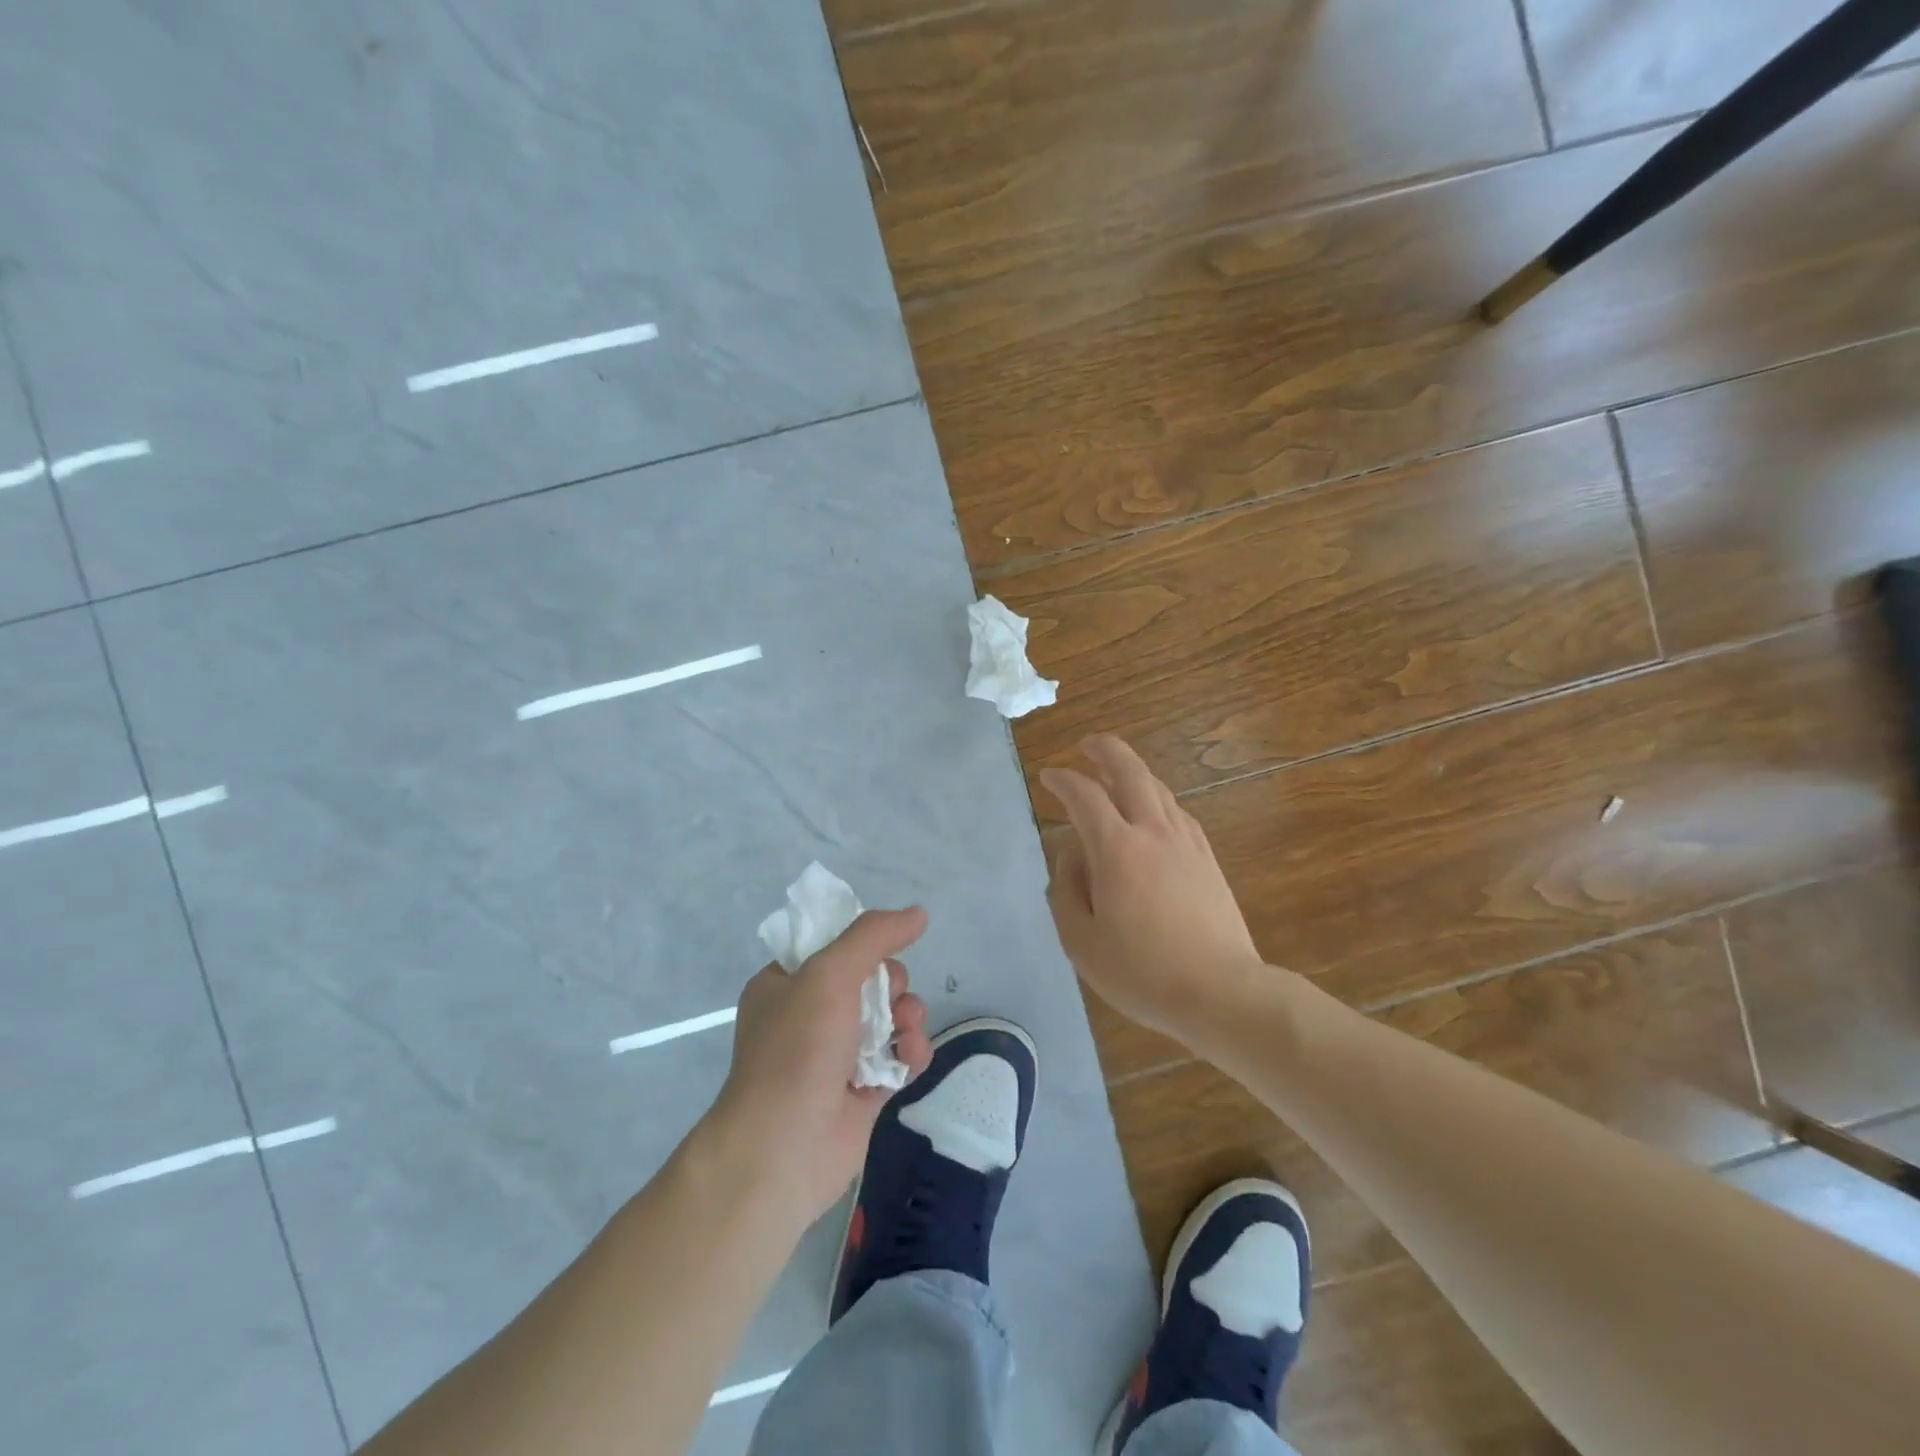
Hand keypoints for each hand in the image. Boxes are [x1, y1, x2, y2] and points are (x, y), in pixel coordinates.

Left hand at [710, 909, 933, 1226]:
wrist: (783, 1150)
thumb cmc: (797, 1050)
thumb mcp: (830, 974)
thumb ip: (874, 936)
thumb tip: (919, 913)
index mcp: (787, 983)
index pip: (835, 946)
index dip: (865, 946)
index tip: (878, 955)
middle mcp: (811, 1015)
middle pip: (872, 979)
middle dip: (892, 985)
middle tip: (889, 1000)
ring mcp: (838, 1054)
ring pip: (891, 1017)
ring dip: (909, 1017)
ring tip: (907, 1030)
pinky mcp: (864, 1090)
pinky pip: (899, 1056)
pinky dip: (911, 1052)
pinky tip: (910, 1058)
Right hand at [1043, 736, 1262, 1041]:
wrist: (1221, 992)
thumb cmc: (1142, 972)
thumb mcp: (1081, 941)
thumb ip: (1066, 892)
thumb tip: (1069, 857)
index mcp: (1116, 849)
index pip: (1084, 797)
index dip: (1063, 780)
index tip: (1048, 776)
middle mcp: (1153, 832)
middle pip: (1130, 773)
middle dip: (1106, 751)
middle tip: (1088, 745)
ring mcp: (1186, 843)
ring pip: (1158, 789)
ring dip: (1133, 773)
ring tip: (1115, 774)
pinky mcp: (1207, 858)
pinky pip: (1178, 812)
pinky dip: (1157, 799)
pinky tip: (1153, 812)